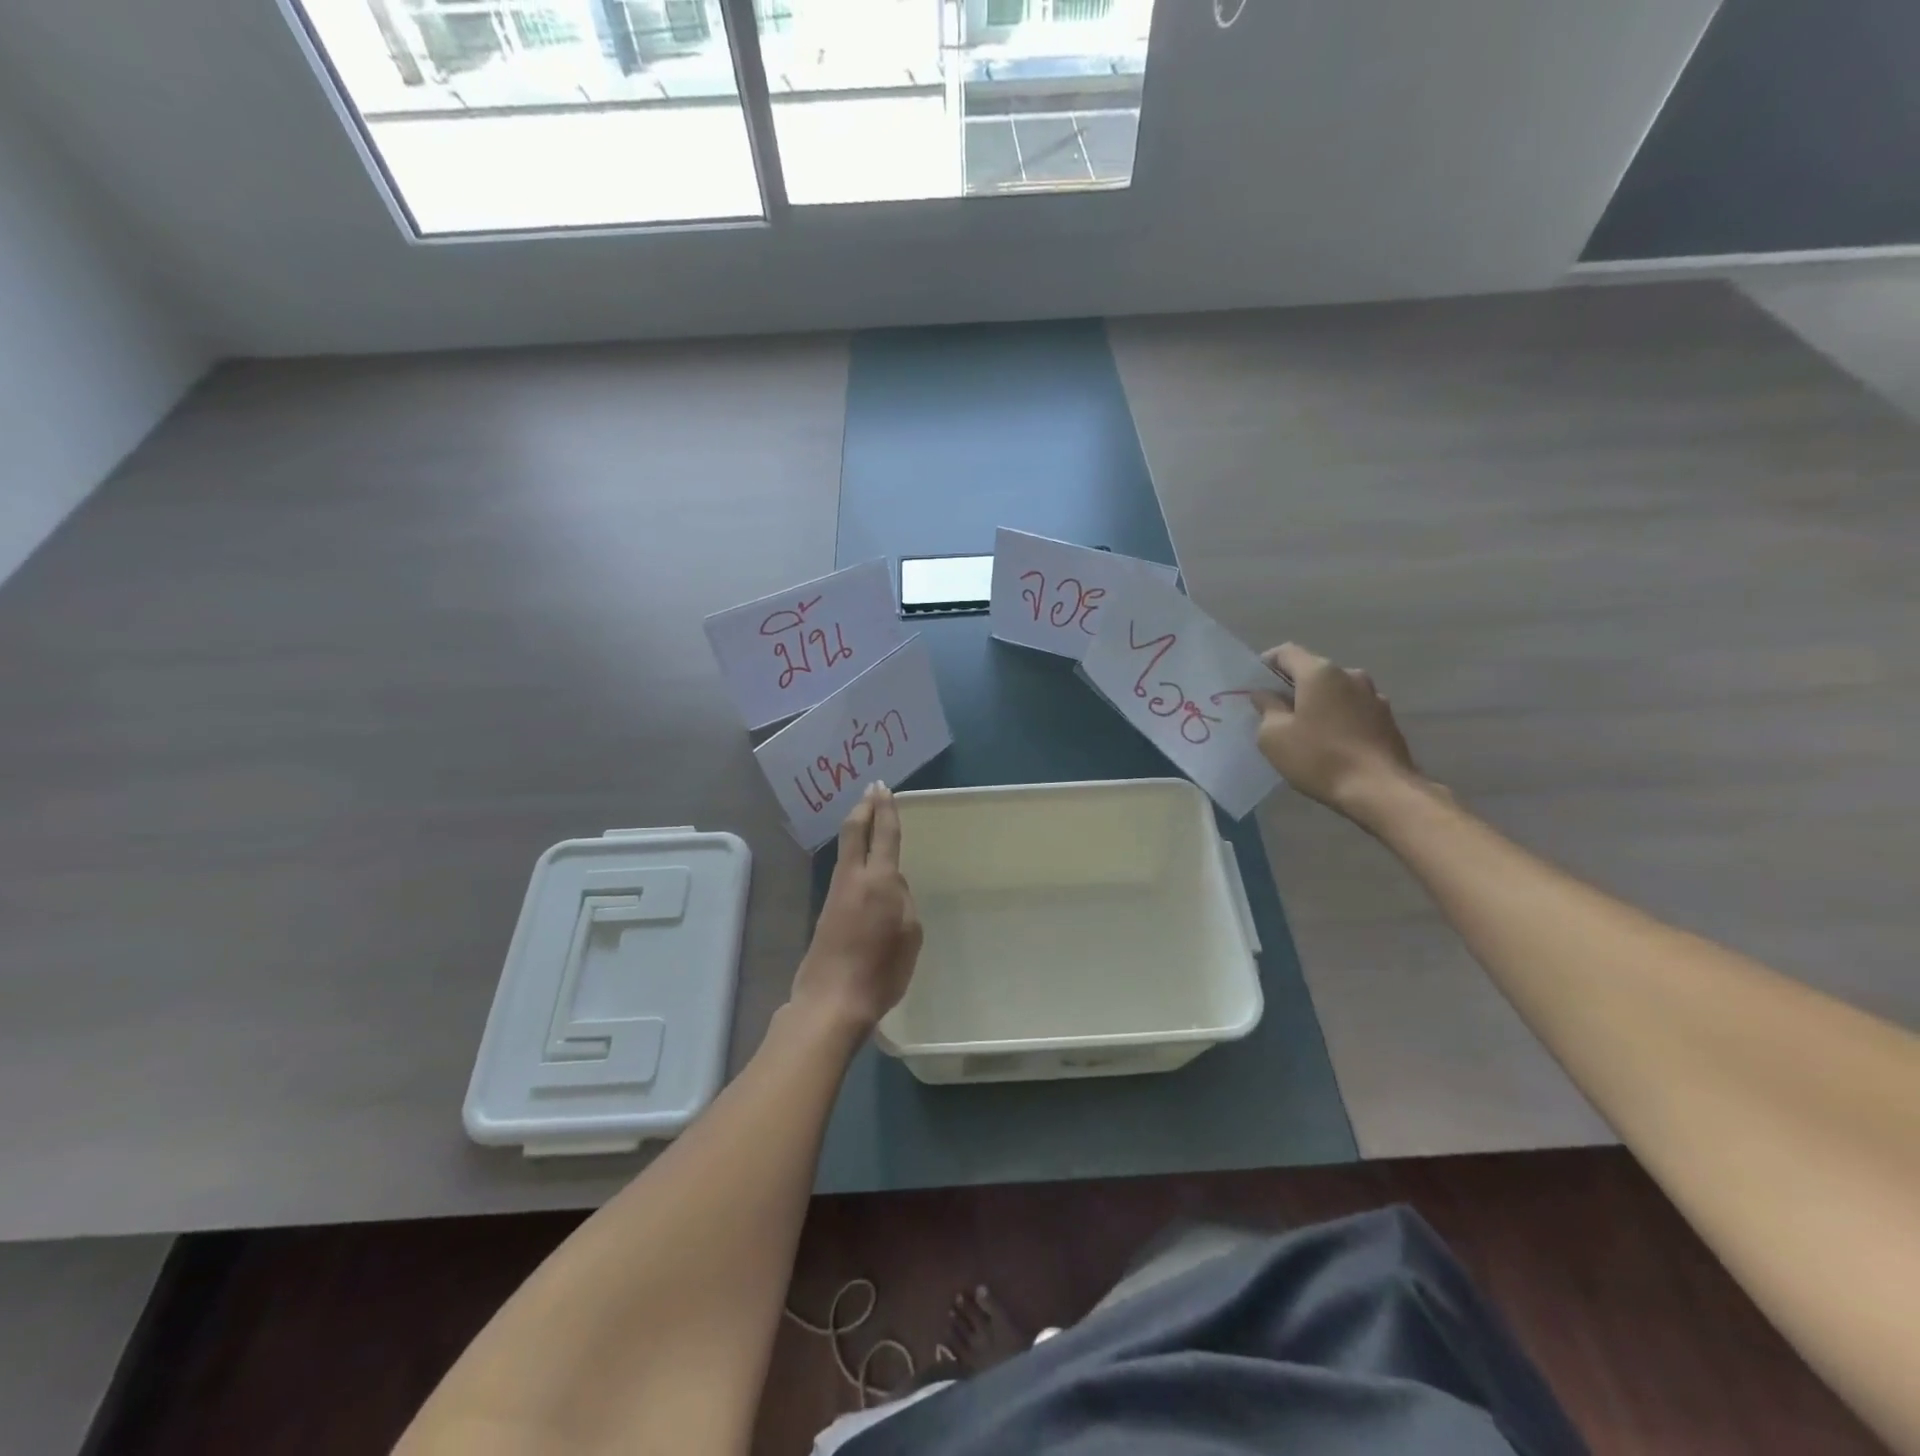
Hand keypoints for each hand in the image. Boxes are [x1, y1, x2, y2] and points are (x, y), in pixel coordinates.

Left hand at [792, 783, 922, 1032]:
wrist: (832, 1000)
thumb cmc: (881, 971)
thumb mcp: (910, 934)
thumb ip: (903, 901)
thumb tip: (891, 887)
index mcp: (880, 880)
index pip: (884, 834)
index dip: (886, 809)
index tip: (884, 788)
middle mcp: (854, 878)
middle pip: (855, 831)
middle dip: (864, 807)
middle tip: (871, 789)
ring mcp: (836, 893)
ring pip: (846, 850)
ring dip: (857, 828)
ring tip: (866, 817)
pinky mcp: (827, 910)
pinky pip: (844, 870)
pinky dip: (853, 853)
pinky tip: (861, 862)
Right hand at [1252, 643, 1426, 826]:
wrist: (1380, 790)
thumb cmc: (1319, 758)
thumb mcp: (1274, 736)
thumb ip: (1266, 708)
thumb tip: (1265, 695)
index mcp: (1320, 673)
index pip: (1286, 652)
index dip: (1266, 664)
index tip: (1254, 685)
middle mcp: (1350, 675)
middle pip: (1312, 671)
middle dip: (1292, 687)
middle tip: (1274, 712)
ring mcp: (1373, 696)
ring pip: (1335, 692)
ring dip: (1317, 703)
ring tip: (1304, 730)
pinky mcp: (1387, 719)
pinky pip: (1352, 710)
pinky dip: (1337, 718)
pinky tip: (1330, 744)